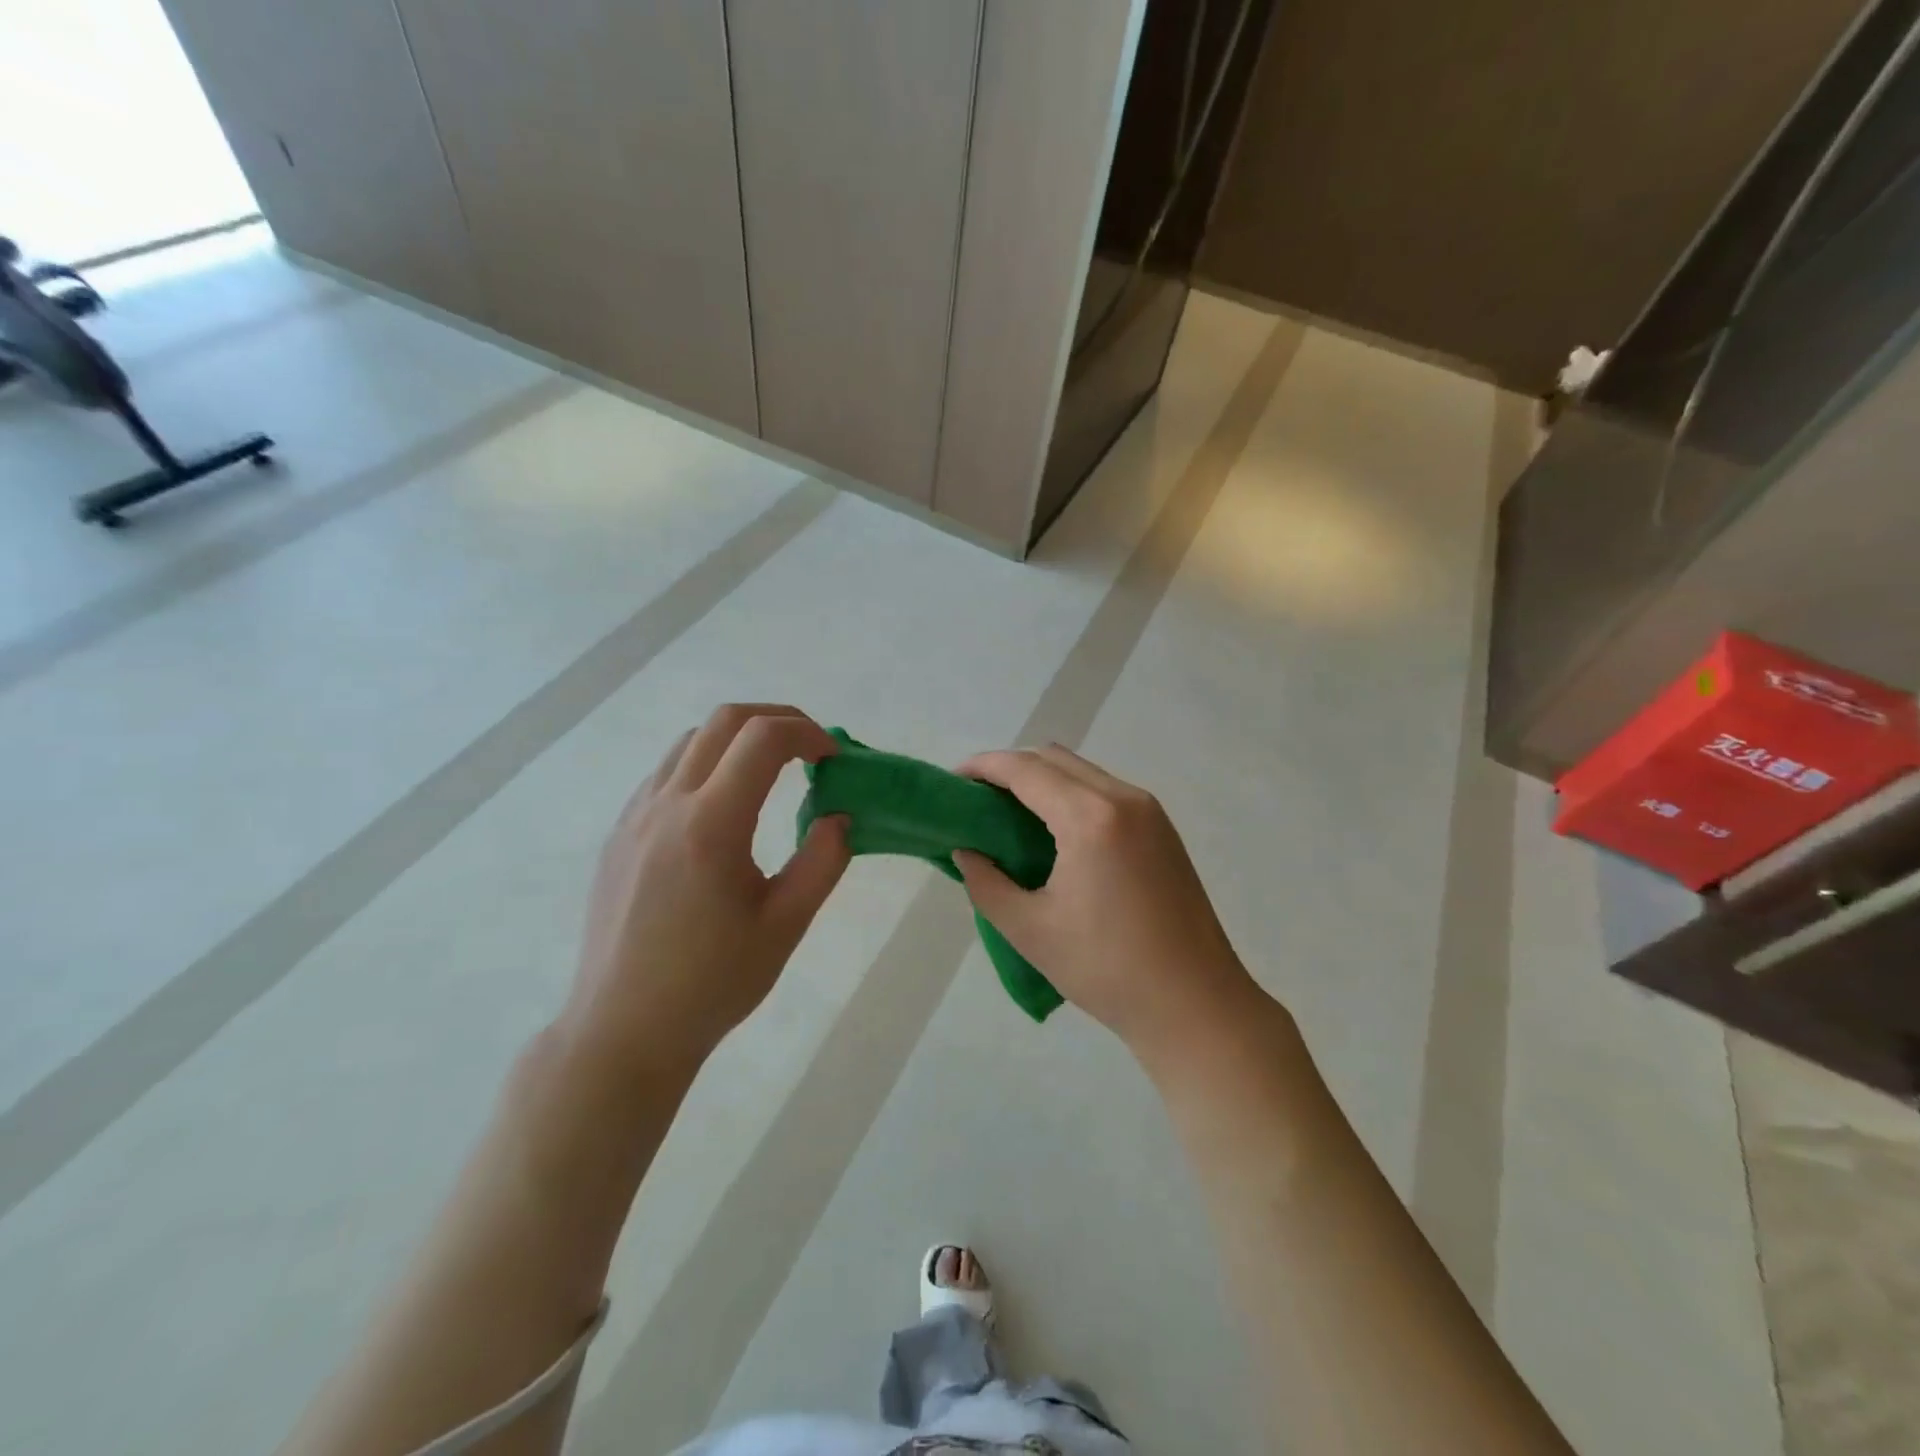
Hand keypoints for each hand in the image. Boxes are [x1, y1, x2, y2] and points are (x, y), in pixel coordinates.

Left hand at [559, 704, 849, 1077]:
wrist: (623, 1030)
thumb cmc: (712, 984)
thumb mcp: (785, 926)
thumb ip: (823, 862)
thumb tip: (841, 818)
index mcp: (710, 824)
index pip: (763, 738)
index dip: (808, 733)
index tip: (834, 759)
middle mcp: (667, 805)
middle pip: (724, 721)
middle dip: (777, 720)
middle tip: (811, 751)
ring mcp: (635, 816)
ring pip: (690, 741)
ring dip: (738, 740)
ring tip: (772, 774)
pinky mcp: (619, 835)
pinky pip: (666, 773)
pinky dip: (706, 764)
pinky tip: (724, 808)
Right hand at [953, 745, 1257, 1060]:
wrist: (1195, 1004)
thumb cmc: (1106, 969)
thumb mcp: (1030, 929)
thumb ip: (985, 883)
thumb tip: (968, 852)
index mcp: (1090, 818)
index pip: (1025, 770)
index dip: (984, 766)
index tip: (954, 781)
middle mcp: (1123, 799)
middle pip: (1054, 759)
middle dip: (1011, 768)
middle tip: (979, 801)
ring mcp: (1150, 812)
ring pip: (1083, 772)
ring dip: (1043, 780)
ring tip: (1011, 817)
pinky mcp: (1163, 830)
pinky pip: (1105, 792)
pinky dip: (1072, 795)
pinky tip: (1055, 833)